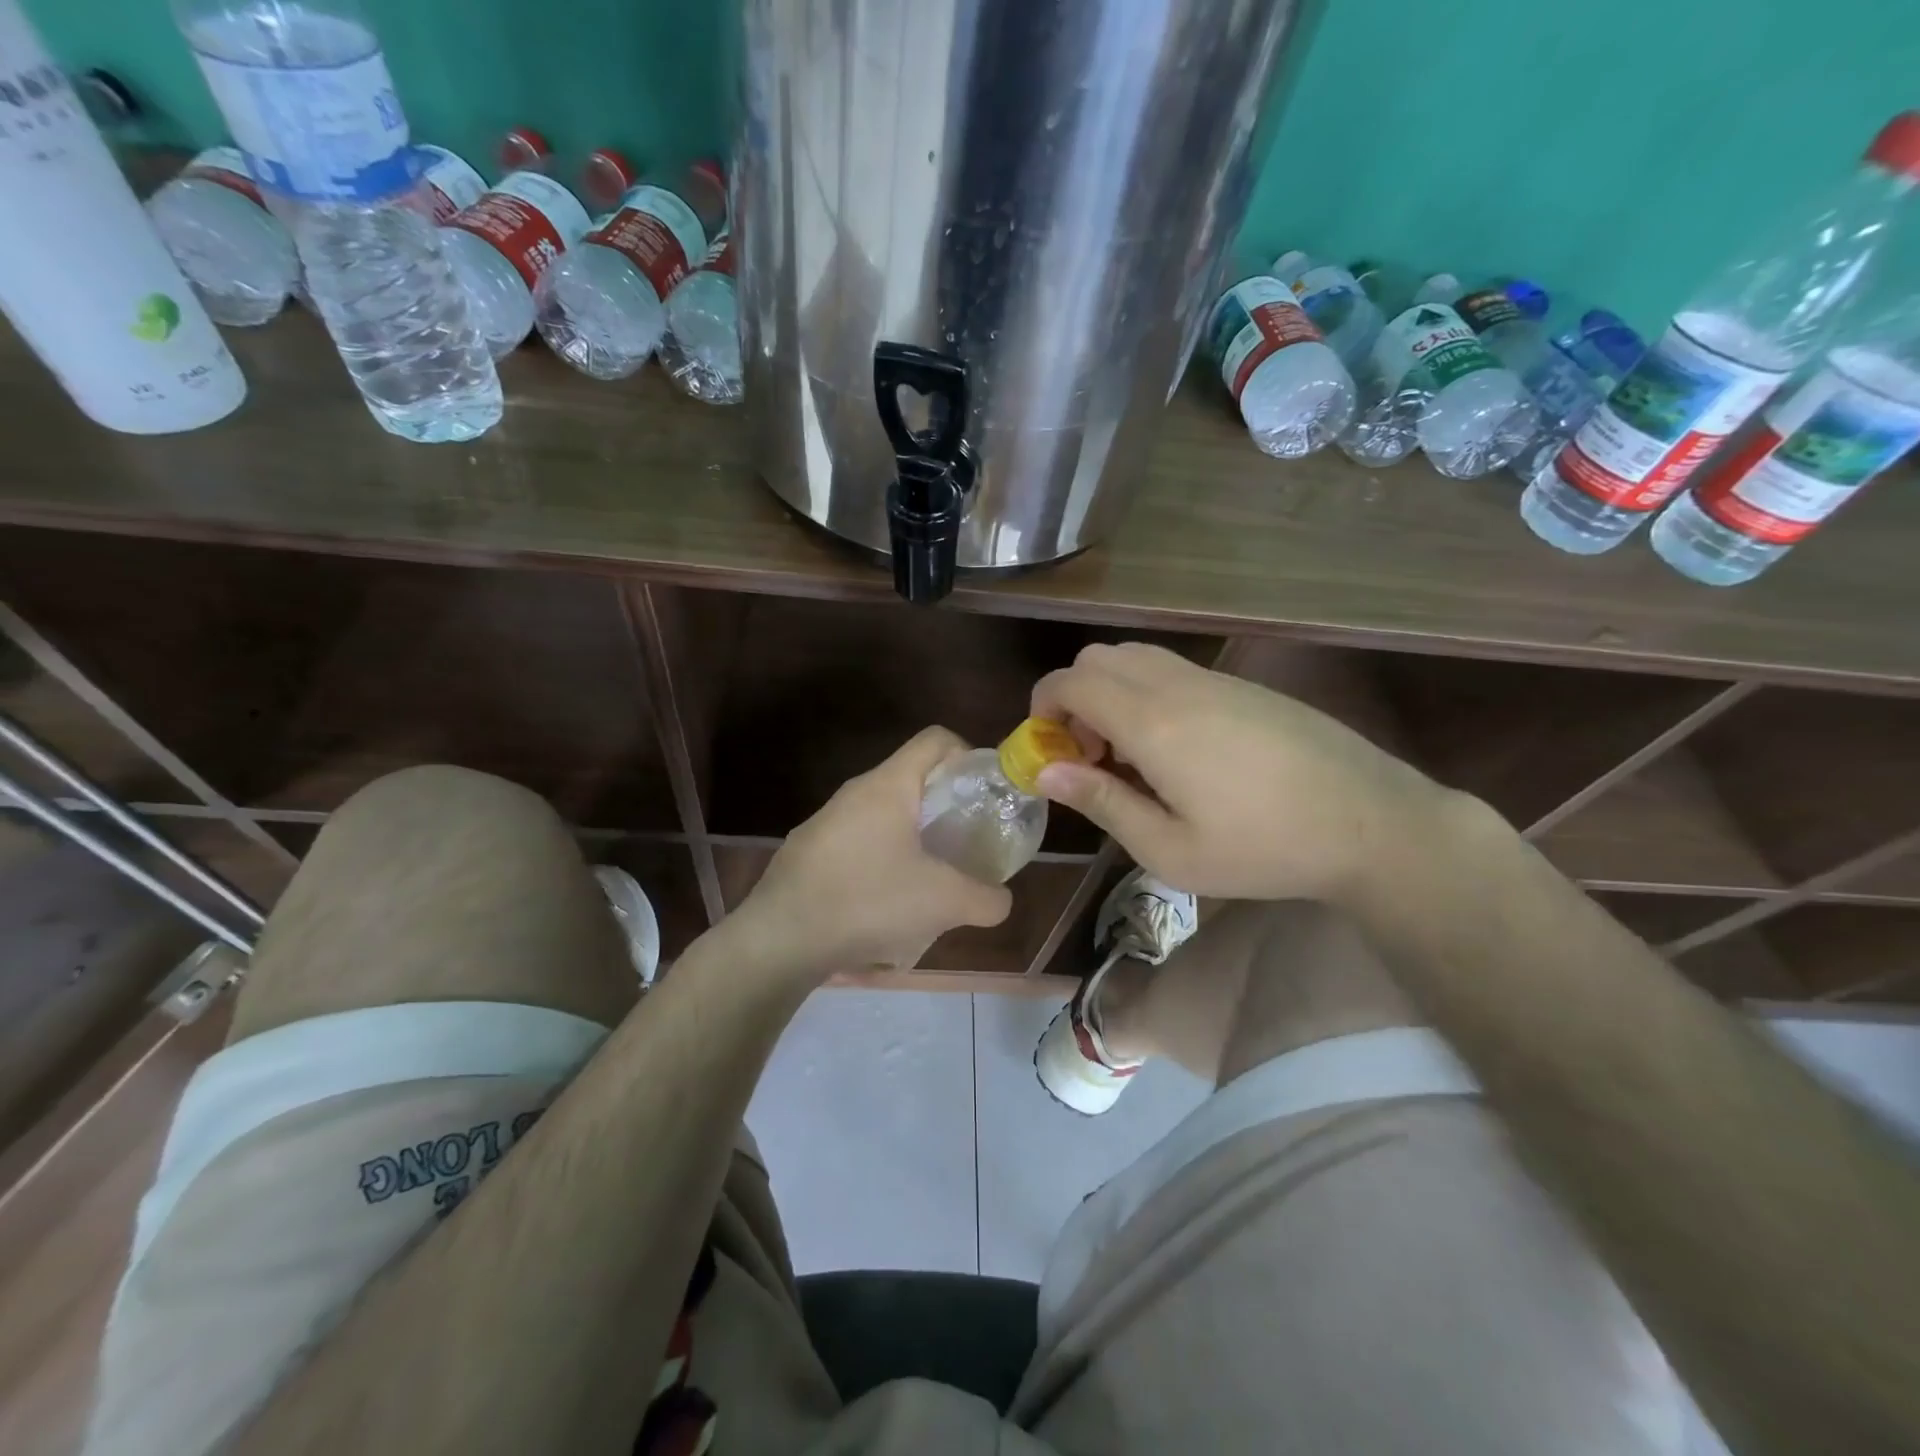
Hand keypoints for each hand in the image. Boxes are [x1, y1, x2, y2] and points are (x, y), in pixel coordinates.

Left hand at [736, 727, 1013, 978]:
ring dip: (911, 834)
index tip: (983, 793)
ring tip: (928, 875)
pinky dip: (880, 857)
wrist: (780, 939)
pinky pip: (856, 840)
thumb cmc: (868, 901)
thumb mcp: (944, 903)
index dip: (967, 754)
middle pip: (910, 778)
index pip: (935, 739)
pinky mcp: (806, 851)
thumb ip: (987, 899)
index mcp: (888, 786)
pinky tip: (884, 899)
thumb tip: (1001, 900)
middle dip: (943, 804)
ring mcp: (824, 821)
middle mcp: (854, 792)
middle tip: (964, 840)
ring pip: (881, 812)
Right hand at [1031, 643, 1453, 903]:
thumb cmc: (1263, 848)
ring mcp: (1215, 680)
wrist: (1371, 822)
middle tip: (1090, 755)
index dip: (1042, 707)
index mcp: (1153, 722)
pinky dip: (1147, 693)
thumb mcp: (1169, 849)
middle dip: (1074, 698)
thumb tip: (1046, 771)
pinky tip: (1177, 749)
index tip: (1048, 751)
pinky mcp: (1243, 686)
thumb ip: (1102, 802)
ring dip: (1111, 693)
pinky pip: (1172, 669)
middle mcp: (1177, 685)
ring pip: (1135, 657)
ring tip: (1130, 753)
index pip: (1071, 682)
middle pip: (1097, 658)